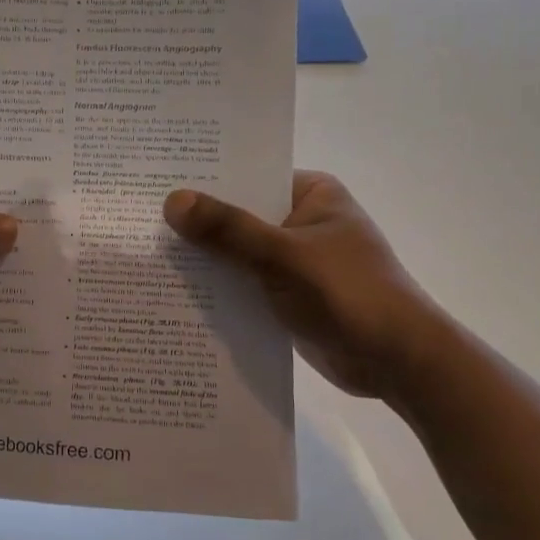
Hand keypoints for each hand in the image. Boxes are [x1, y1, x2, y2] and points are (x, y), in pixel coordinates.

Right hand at [163, 170, 439, 399]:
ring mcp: (295, 259)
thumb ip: (228, 229)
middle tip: (141, 220)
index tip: (156, 183)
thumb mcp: (283, 256)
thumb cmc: (349, 293)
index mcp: (311, 193)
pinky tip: (176, 290)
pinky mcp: (288, 293)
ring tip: (147, 254)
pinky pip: (245, 281)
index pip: (248, 176)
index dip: (205, 180)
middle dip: (198, 223)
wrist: (398, 362)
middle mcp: (301, 220)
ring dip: (205, 258)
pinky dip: (220, 286)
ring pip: (238, 251)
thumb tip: (172, 201)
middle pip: (239, 215)